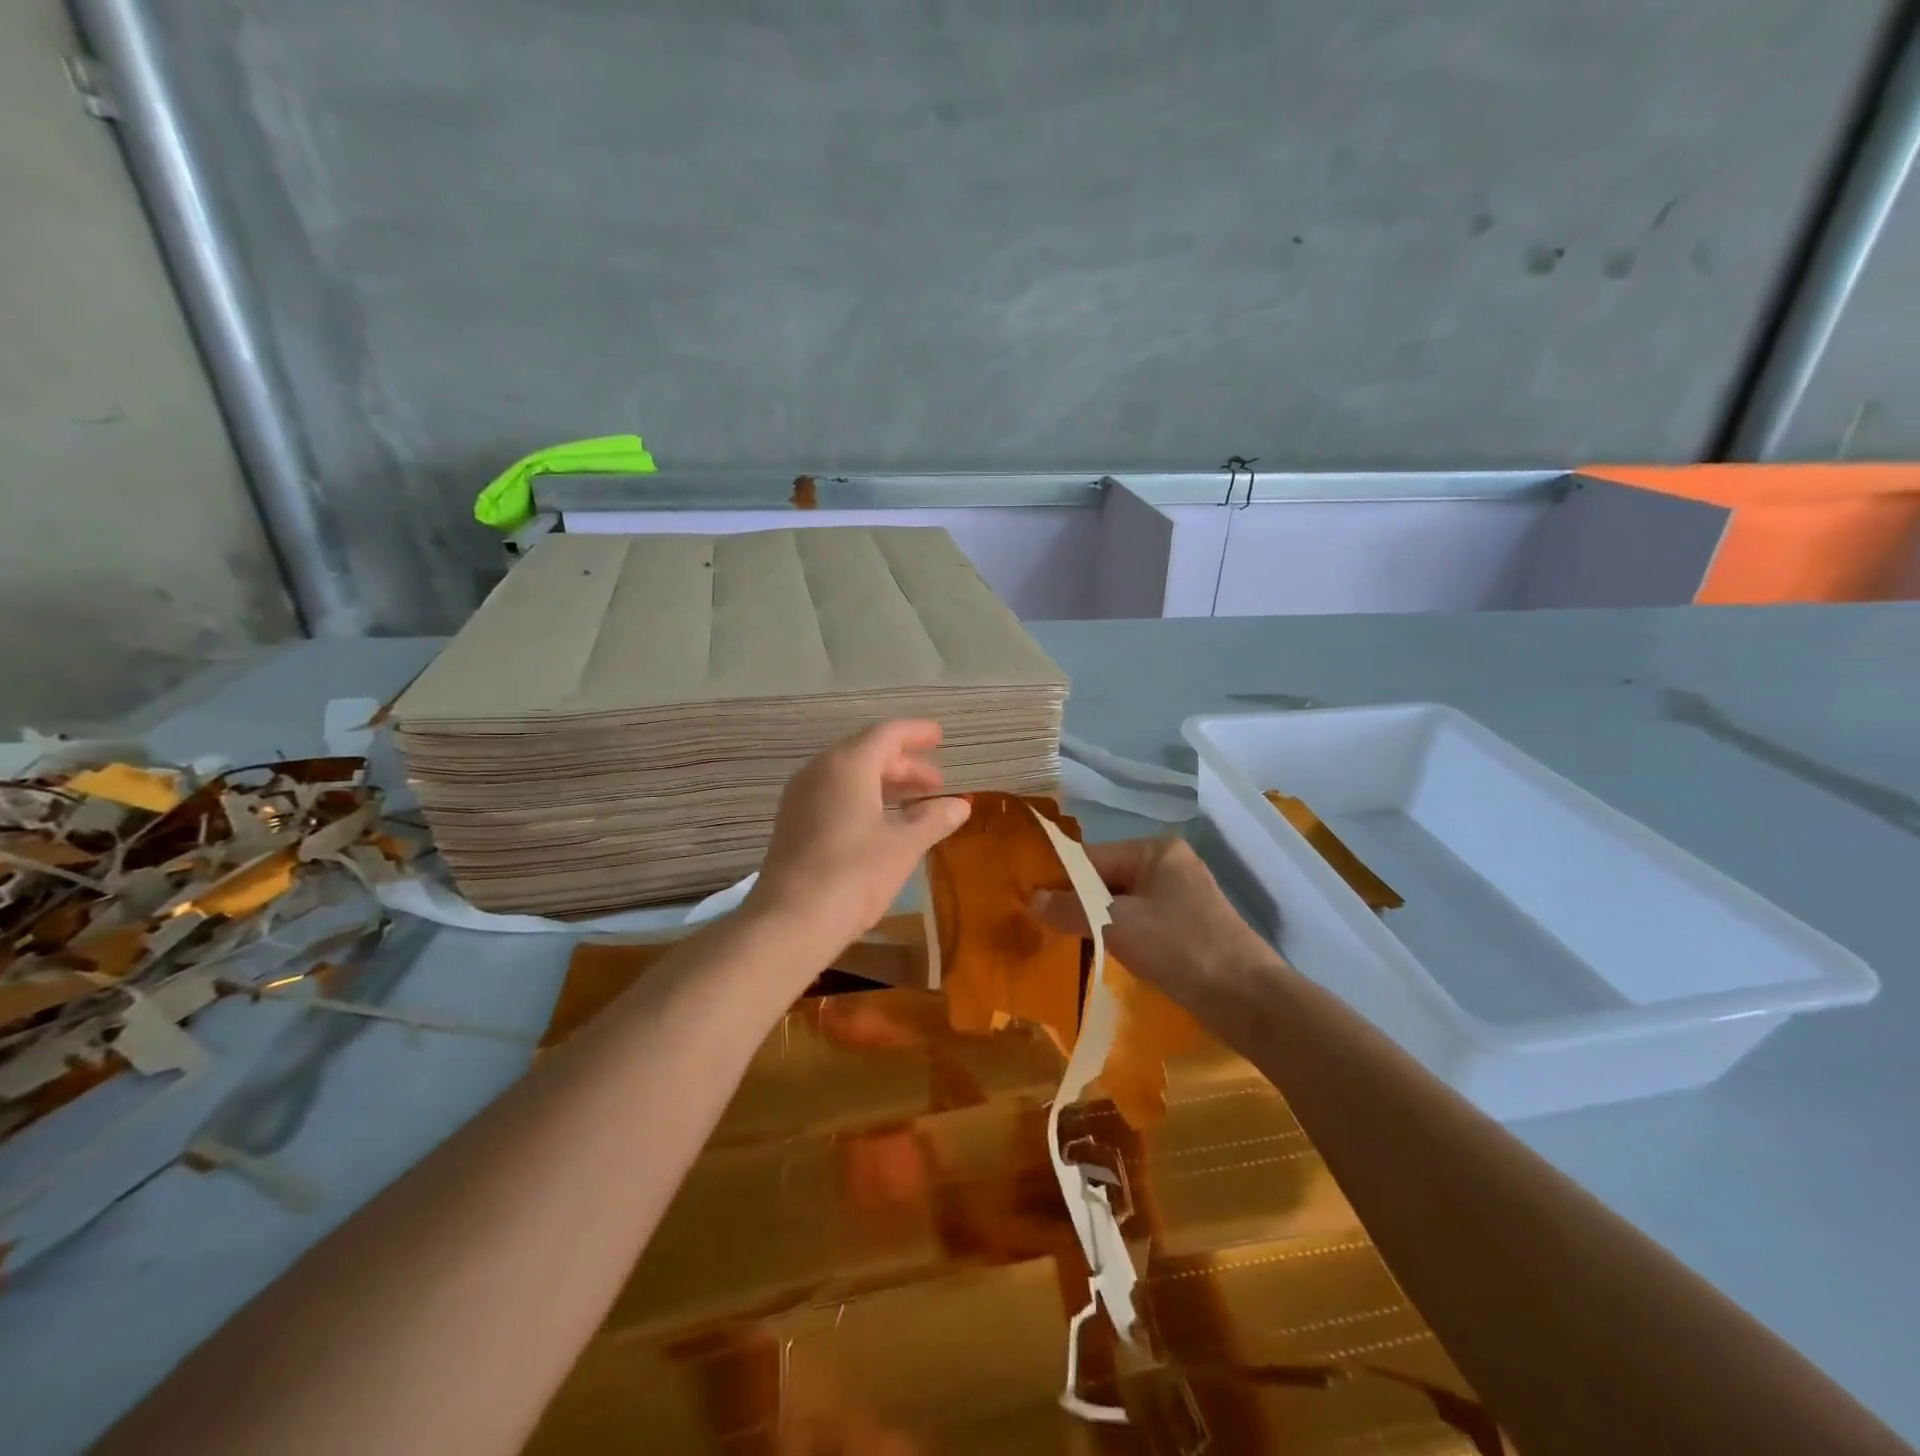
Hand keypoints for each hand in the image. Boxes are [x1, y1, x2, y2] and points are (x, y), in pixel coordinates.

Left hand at [746, 721, 970, 962]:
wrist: (790, 922)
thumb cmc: (854, 874)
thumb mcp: (904, 845)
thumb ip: (933, 819)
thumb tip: (960, 805)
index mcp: (848, 765)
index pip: (887, 734)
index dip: (916, 733)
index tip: (939, 737)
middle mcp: (820, 771)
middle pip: (867, 754)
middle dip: (905, 765)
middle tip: (937, 782)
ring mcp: (801, 798)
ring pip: (850, 777)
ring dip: (886, 784)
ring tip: (918, 803)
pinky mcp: (793, 824)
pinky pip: (835, 796)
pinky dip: (864, 800)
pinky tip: (883, 824)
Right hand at [1032, 836, 1273, 1009]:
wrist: (1247, 999)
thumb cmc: (1180, 948)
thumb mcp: (1117, 925)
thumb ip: (1071, 909)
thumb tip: (1031, 899)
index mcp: (1156, 851)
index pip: (1092, 857)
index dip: (1059, 880)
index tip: (1028, 905)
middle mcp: (1170, 865)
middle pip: (1106, 879)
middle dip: (1077, 903)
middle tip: (1043, 928)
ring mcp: (1181, 897)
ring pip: (1121, 903)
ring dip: (1096, 923)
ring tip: (1065, 944)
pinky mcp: (1188, 927)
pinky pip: (1140, 922)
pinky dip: (1119, 936)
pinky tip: (1103, 956)